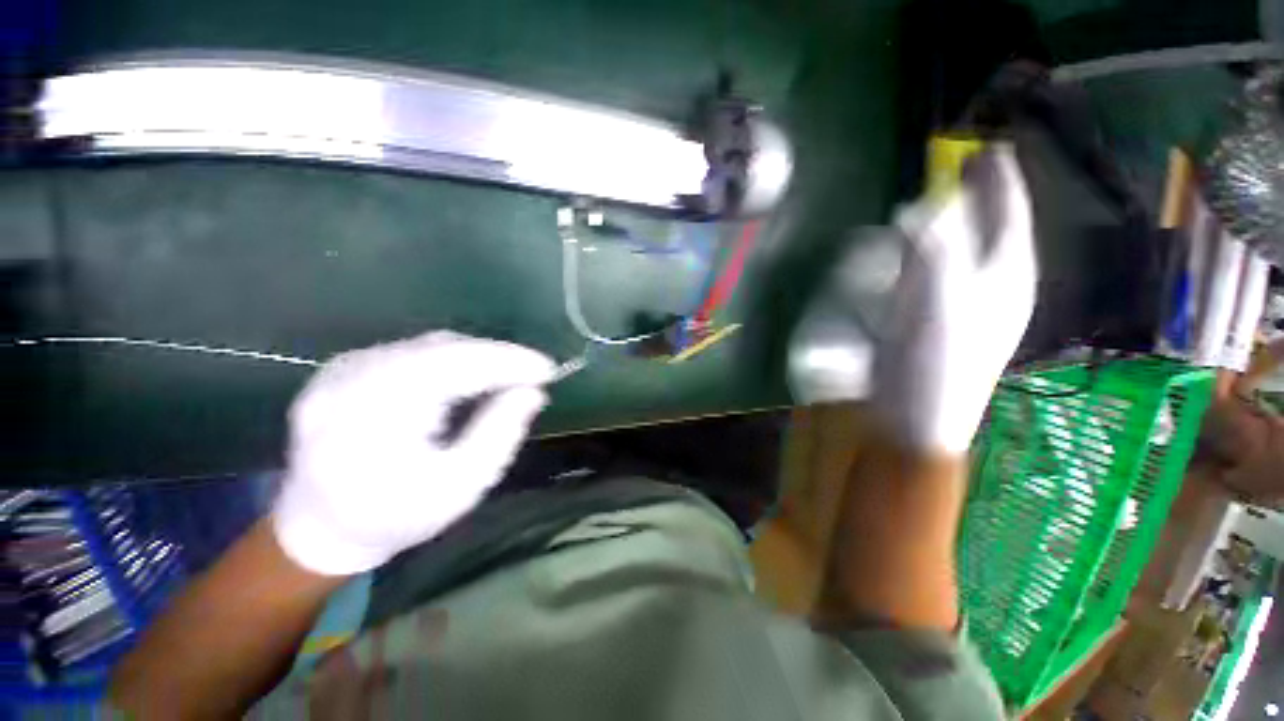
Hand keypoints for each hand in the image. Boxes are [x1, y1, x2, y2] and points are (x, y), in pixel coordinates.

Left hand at [272, 331, 556, 575]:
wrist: (321, 528)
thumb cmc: (397, 517)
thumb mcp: (460, 486)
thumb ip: (500, 433)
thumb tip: (532, 392)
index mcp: (370, 418)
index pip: (451, 367)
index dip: (506, 362)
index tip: (548, 369)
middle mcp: (348, 381)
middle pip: (441, 349)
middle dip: (496, 358)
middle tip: (533, 373)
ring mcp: (341, 370)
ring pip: (429, 346)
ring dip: (476, 357)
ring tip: (507, 377)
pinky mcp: (345, 368)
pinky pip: (414, 351)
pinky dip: (452, 360)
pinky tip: (470, 378)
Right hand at [872, 145, 1036, 453]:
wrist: (915, 417)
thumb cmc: (935, 364)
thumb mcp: (940, 303)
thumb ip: (936, 250)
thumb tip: (925, 207)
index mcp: (1006, 275)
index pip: (1009, 213)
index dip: (1000, 179)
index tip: (989, 148)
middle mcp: (990, 283)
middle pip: (984, 228)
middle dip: (973, 199)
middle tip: (962, 169)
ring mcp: (959, 301)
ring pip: (956, 249)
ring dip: (944, 227)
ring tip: (935, 210)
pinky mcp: (929, 317)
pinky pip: (928, 273)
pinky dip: (920, 257)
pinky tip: (910, 256)